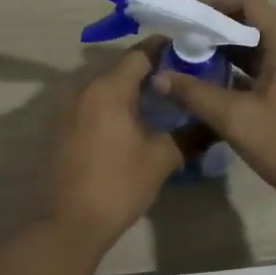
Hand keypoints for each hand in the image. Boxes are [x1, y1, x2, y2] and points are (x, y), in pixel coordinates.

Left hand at [42, 43, 186, 248]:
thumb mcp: (161, 159)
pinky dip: (112, 108)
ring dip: (131, 92)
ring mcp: (67, 109)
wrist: (67, 224)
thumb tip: (215, 123)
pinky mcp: (60, 128)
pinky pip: (92, 106)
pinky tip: (131, 126)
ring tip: (160, 105)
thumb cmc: (117, 185)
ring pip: (106, 88)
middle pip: (122, 69)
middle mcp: (83, 89)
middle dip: (151, 73)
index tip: (190, 54)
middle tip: (181, 83)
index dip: (166, 50)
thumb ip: (190, 134)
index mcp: (108, 88)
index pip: (140, 53)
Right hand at [152, 0, 275, 213]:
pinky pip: (264, 70)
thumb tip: (159, 76)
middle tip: (178, 42)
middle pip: (252, 24)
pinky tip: (211, 88)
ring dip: (224, 53)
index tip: (184, 15)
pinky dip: (238, 72)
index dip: (214, 2)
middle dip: (214, 30)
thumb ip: (196, 94)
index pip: (249, 2)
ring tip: (187, 63)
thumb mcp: (238, 120)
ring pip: (257, 49)